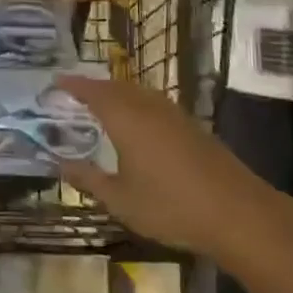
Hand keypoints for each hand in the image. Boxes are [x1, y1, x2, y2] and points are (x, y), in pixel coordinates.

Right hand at [53, 76, 263, 259]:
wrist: (236, 212)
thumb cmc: (170, 206)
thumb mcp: (120, 200)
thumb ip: (89, 179)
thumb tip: (61, 165)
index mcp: (126, 119)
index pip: (93, 92)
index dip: (74, 85)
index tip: (56, 80)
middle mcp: (148, 107)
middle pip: (117, 87)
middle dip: (95, 87)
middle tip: (76, 93)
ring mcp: (174, 115)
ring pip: (139, 93)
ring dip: (118, 94)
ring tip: (103, 105)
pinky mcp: (192, 126)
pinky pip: (155, 104)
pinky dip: (138, 105)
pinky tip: (138, 124)